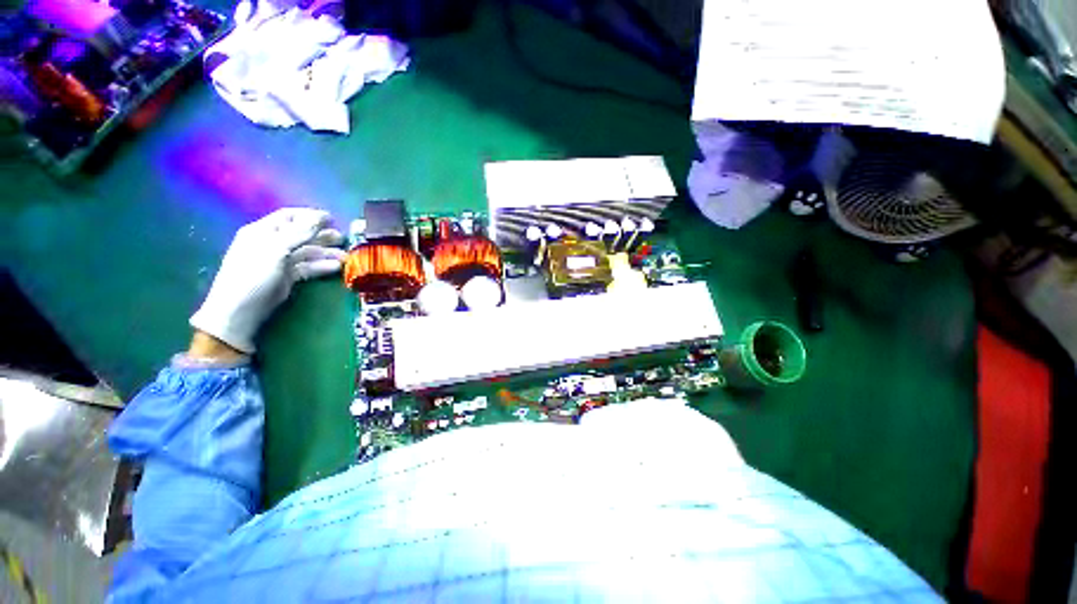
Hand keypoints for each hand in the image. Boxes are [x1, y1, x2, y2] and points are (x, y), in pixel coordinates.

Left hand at [190, 208, 344, 353]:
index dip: (310, 216)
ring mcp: (280, 261)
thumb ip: (299, 232)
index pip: (289, 217)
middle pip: (301, 234)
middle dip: (322, 235)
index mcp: (263, 231)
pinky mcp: (287, 277)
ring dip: (326, 252)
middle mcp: (271, 243)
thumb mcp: (276, 249)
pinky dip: (322, 266)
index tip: (333, 219)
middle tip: (343, 239)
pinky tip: (336, 267)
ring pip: (307, 252)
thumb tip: (321, 216)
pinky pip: (307, 267)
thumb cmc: (254, 275)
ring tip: (345, 256)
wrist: (241, 310)